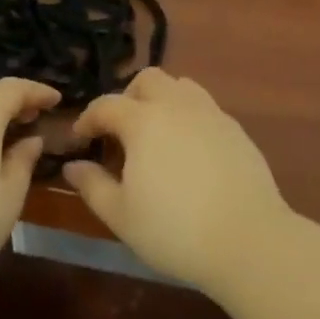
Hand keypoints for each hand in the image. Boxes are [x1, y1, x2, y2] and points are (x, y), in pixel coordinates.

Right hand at [62, 68, 294, 297]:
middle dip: (128, 97)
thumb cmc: (175, 230)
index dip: (89, 118)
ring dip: (161, 100)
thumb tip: (72, 166)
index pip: (107, 104)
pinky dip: (188, 116)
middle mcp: (176, 105)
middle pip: (147, 80)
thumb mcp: (122, 216)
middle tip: (122, 132)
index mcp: (143, 121)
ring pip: (180, 85)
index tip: (81, 138)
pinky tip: (189, 150)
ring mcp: (210, 113)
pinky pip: (204, 106)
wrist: (247, 239)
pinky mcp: (234, 128)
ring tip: (156, 135)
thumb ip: (93, 186)